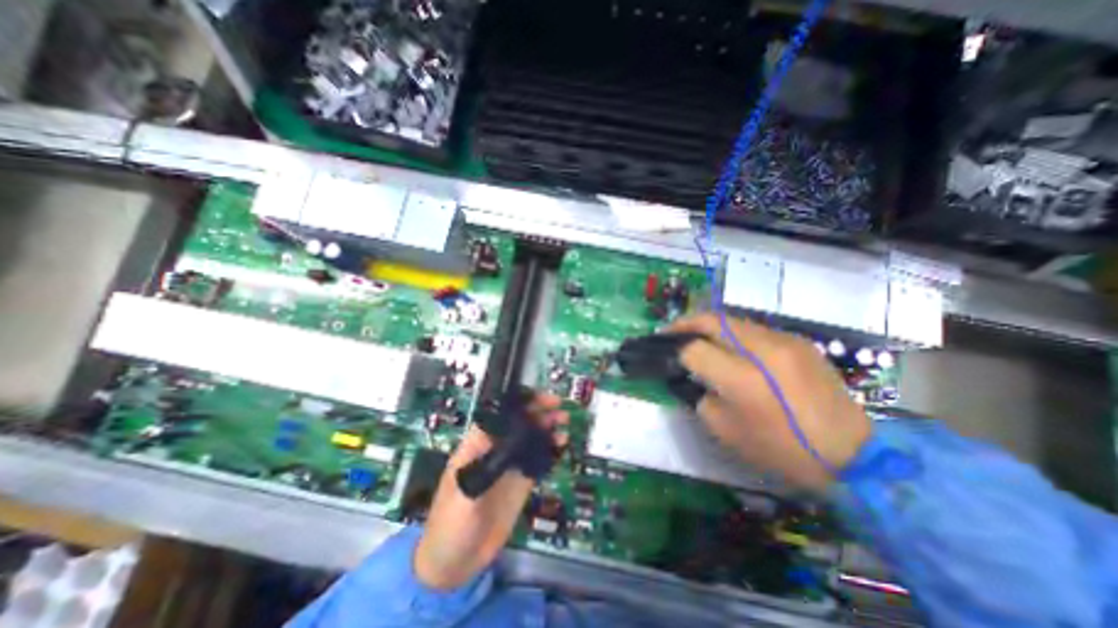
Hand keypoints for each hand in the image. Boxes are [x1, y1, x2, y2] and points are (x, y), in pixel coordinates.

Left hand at [412, 395, 567, 591]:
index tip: (538, 398)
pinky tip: (561, 444)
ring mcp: (509, 465)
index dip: (518, 402)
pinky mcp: (520, 481)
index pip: (499, 413)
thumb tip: (508, 441)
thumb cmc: (450, 524)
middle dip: (537, 410)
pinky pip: (538, 459)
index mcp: (477, 445)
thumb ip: (485, 467)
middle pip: (518, 421)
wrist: (455, 563)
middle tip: (558, 407)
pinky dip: (550, 449)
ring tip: (563, 422)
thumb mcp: (463, 494)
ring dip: (547, 427)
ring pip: (531, 437)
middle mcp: (496, 449)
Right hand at [666, 313, 866, 489]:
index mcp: (743, 380)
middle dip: (685, 323)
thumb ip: (699, 397)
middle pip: (713, 321)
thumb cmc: (782, 449)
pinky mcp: (799, 341)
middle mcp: (763, 351)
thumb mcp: (726, 431)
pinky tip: (731, 347)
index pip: (695, 350)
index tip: (666, 353)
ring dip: (709, 325)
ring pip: (732, 320)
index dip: (677, 351)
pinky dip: (733, 333)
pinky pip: (754, 329)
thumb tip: (688, 375)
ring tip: (697, 336)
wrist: (854, 454)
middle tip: (670, 330)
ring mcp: (785, 341)